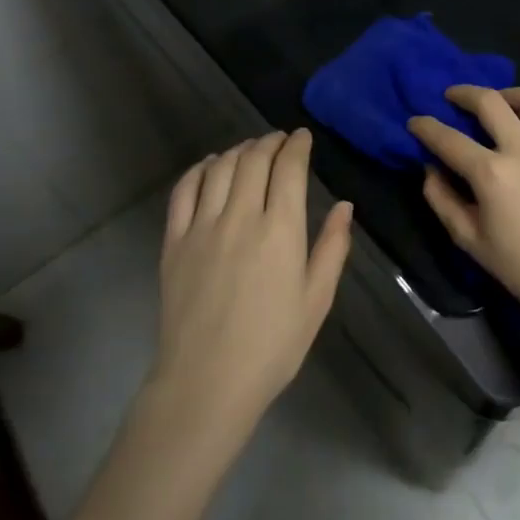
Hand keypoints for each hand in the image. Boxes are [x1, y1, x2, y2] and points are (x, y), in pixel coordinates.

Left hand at [150, 131, 353, 440]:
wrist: (206, 383)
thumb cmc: (272, 346)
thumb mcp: (316, 301)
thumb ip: (332, 248)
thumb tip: (345, 206)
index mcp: (280, 231)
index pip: (288, 168)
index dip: (297, 145)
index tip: (302, 137)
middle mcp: (240, 217)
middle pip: (253, 159)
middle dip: (270, 142)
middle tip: (279, 141)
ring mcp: (202, 226)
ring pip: (220, 167)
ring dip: (238, 151)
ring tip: (250, 151)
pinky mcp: (174, 241)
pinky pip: (184, 190)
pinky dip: (199, 169)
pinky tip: (210, 166)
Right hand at [408, 86, 519, 322]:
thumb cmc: (519, 265)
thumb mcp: (468, 239)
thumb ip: (441, 199)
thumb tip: (430, 168)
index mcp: (491, 174)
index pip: (448, 138)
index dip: (425, 126)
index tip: (414, 121)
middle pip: (488, 101)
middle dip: (462, 93)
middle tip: (449, 97)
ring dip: (503, 93)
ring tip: (492, 104)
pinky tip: (517, 128)